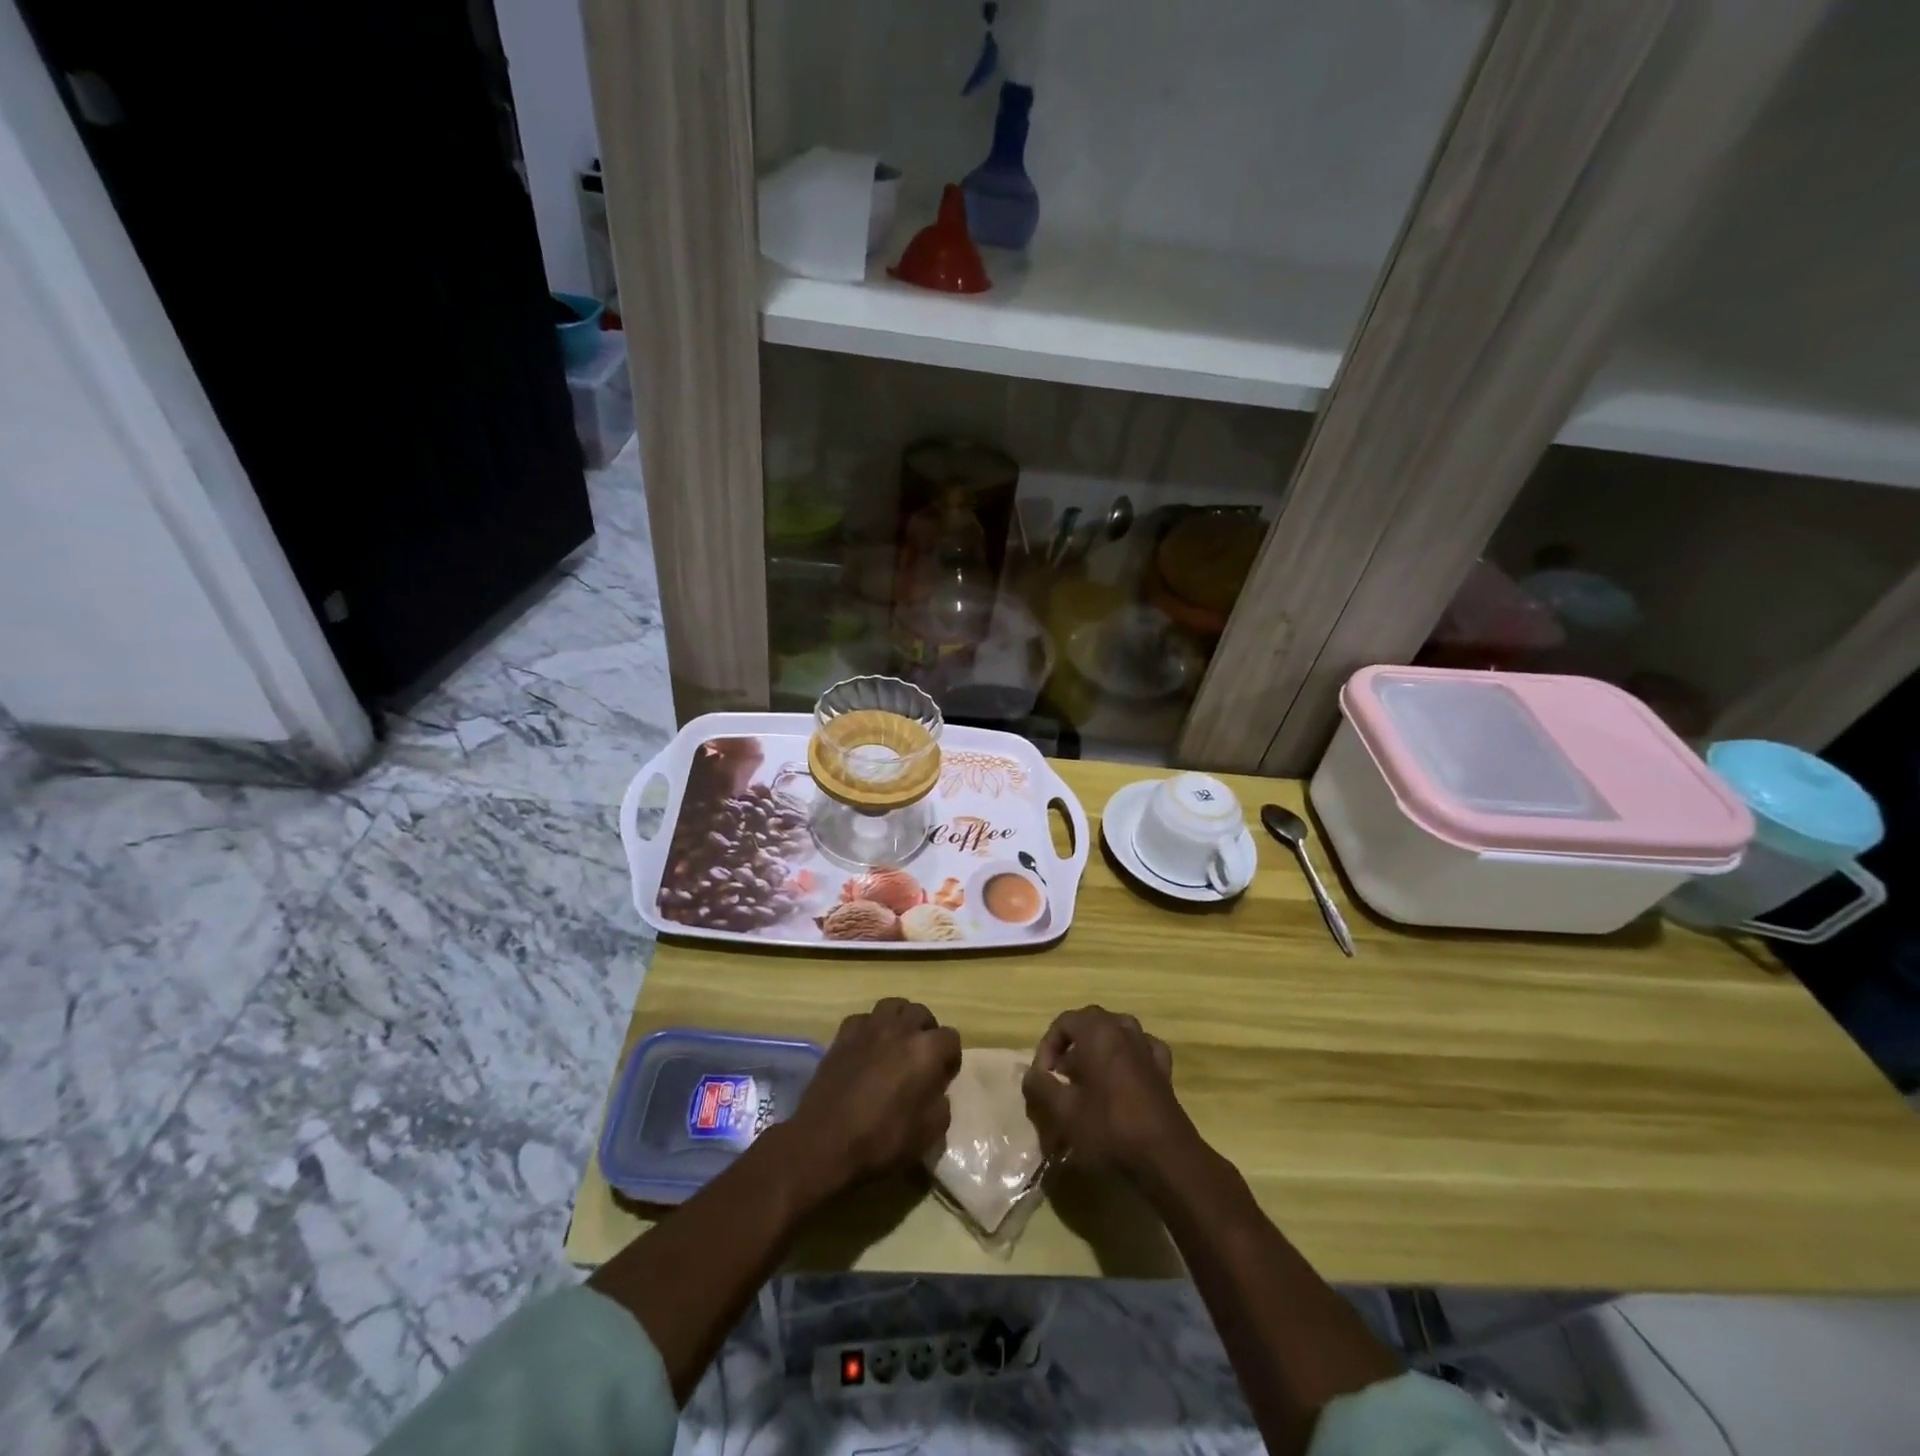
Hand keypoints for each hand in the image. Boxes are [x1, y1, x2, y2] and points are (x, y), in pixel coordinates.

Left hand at [782, 998, 960, 1199]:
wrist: (824, 1144)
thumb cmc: (882, 1141)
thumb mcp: (928, 1134)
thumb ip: (941, 1104)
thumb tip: (936, 1091)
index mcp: (925, 1050)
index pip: (951, 1037)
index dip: (951, 1058)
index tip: (944, 1078)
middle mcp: (899, 1029)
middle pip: (921, 1013)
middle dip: (927, 1031)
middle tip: (922, 1058)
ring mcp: (868, 1028)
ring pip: (893, 1006)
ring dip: (900, 1020)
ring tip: (897, 1043)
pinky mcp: (842, 1035)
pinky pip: (864, 1019)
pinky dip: (871, 1028)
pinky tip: (868, 1048)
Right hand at [1022, 1006, 1194, 1180]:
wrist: (1165, 1157)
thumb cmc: (1109, 1128)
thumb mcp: (1063, 1112)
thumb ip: (1041, 1087)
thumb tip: (1030, 1075)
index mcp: (1098, 1031)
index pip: (1064, 1022)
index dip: (1047, 1047)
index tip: (1043, 1077)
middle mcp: (1124, 1029)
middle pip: (1090, 1024)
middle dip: (1070, 1047)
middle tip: (1061, 1078)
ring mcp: (1147, 1047)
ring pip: (1116, 1034)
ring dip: (1098, 1050)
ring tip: (1088, 1079)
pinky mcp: (1163, 1069)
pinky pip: (1140, 1051)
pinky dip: (1127, 1058)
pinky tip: (1122, 1079)